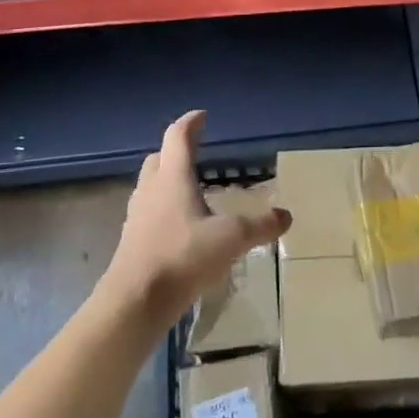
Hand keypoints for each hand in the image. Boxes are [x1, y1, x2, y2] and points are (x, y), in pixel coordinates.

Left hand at [98, 110, 289, 334]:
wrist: (135, 301)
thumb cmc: (183, 257)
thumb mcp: (231, 239)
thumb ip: (260, 226)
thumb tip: (286, 216)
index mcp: (173, 178)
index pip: (177, 137)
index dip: (190, 123)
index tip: (202, 116)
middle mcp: (151, 190)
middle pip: (158, 159)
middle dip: (175, 151)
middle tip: (194, 152)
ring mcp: (137, 216)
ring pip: (150, 186)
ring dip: (167, 180)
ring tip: (190, 190)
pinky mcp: (132, 241)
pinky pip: (148, 213)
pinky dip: (163, 209)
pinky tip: (180, 227)